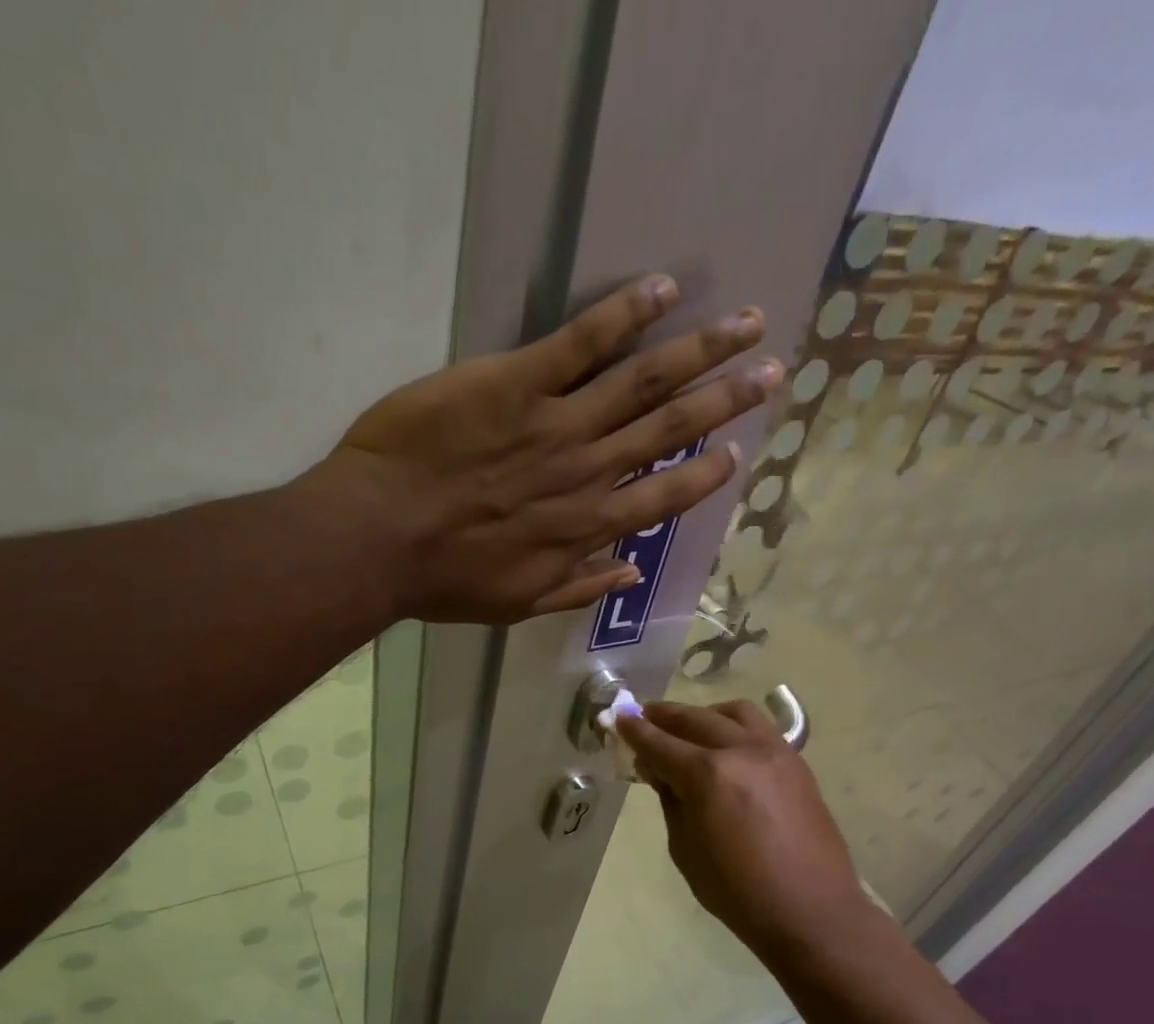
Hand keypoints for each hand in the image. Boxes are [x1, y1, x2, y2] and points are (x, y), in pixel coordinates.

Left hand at [330, 275, 780, 622]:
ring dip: (700, 350)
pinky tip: (663, 289)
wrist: (380, 538)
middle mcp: (587, 472)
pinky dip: (625, 313)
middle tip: (773, 370)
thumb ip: (578, 586)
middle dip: (725, 399)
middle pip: (670, 429)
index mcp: (585, 527)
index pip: (663, 498)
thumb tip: (630, 574)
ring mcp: (556, 423)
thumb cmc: (445, 579)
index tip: (736, 453)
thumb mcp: (517, 603)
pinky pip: (581, 341)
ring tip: (746, 324)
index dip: (704, 475)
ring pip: (643, 381)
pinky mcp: (517, 382)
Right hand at [618, 700, 887, 961]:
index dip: (635, 730)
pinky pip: (761, 728)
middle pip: (695, 719)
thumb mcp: (685, 848)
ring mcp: (775, 752)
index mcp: (708, 775)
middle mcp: (742, 751)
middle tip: (644, 716)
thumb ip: (671, 800)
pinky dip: (735, 727)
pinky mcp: (797, 763)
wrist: (810, 910)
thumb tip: (660, 771)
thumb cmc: (737, 891)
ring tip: (689, 728)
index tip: (619, 717)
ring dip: (704, 714)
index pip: (660, 743)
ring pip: (734, 713)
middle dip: (664, 716)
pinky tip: (726, 745)